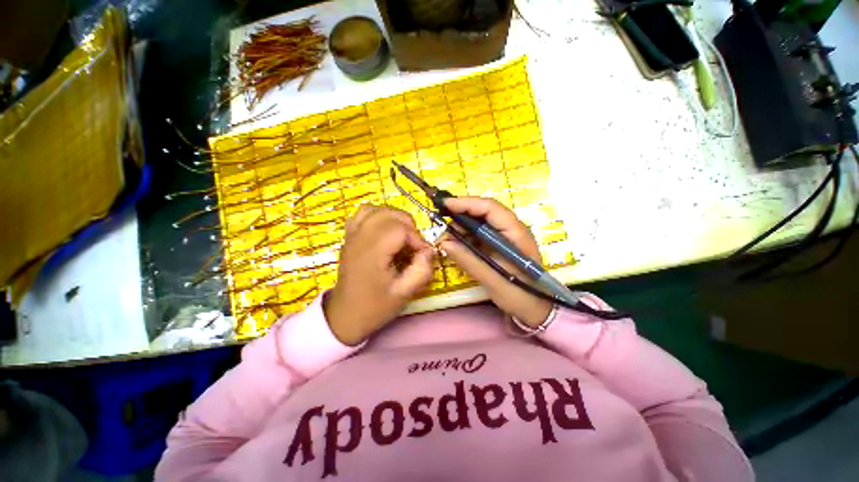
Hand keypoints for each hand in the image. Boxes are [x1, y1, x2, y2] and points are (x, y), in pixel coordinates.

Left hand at [325, 206, 434, 344]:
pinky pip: (363, 213)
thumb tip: (429, 250)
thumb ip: (422, 270)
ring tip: (402, 235)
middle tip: (414, 246)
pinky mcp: (349, 237)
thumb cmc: (375, 307)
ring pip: (376, 209)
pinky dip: (378, 215)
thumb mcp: (404, 294)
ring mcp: (352, 236)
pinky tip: (385, 229)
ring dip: (394, 218)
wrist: (345, 315)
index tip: (422, 254)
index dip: (417, 238)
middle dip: (409, 226)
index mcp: (372, 253)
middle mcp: (360, 239)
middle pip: (389, 214)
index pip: (400, 229)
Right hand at [439, 197, 552, 327]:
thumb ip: (469, 260)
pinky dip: (467, 236)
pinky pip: (481, 234)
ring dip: (462, 226)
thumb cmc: (519, 295)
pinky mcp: (500, 245)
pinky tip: (457, 244)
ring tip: (447, 237)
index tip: (444, 206)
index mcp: (516, 233)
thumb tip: (444, 243)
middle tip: (441, 223)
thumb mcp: (492, 280)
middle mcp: (512, 229)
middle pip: (485, 212)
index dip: (466, 203)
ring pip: (481, 222)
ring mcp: (506, 237)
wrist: (536, 309)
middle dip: (461, 214)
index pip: (490, 208)